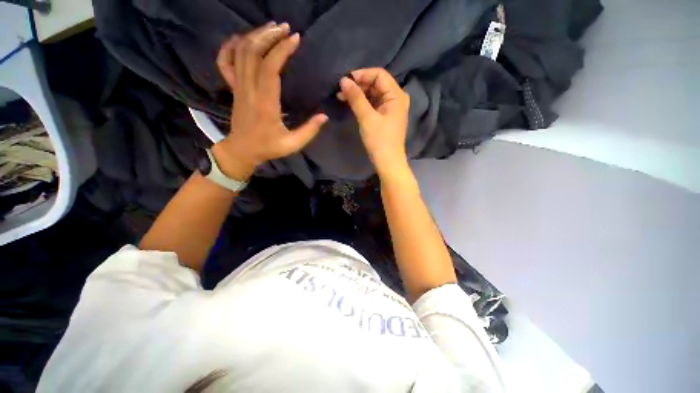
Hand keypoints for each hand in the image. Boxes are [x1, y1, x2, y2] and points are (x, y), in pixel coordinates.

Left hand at [213, 23, 327, 179]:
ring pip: (240, 52)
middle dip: (269, 35)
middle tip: (285, 28)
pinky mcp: (233, 87)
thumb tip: (324, 116)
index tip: (295, 39)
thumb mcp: (292, 144)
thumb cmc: (268, 147)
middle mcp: (249, 89)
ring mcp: (238, 86)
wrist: (242, 150)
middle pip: (253, 52)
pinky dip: (231, 46)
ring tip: (271, 28)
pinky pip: (225, 61)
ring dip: (255, 36)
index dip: (282, 50)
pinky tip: (242, 39)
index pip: (270, 68)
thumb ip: (309, 131)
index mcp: (265, 103)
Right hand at [338, 68, 409, 174]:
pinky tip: (351, 103)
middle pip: (377, 83)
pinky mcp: (386, 116)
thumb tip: (343, 80)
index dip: (362, 74)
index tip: (345, 80)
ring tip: (342, 97)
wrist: (387, 162)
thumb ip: (356, 98)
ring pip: (374, 94)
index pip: (379, 75)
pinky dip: (362, 103)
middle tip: (341, 90)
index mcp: (397, 95)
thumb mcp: (367, 118)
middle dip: (358, 85)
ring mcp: (391, 108)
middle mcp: (396, 98)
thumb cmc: (379, 140)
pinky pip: (374, 104)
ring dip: (359, 94)